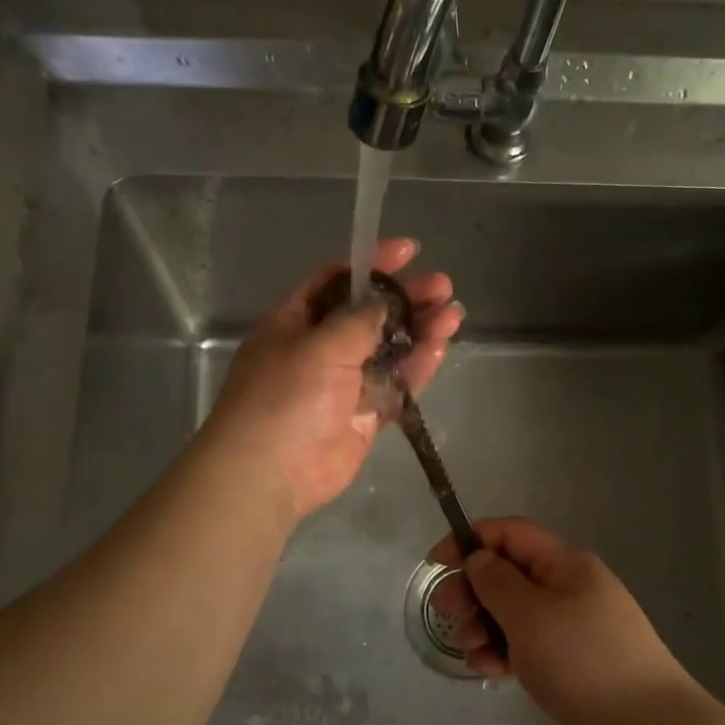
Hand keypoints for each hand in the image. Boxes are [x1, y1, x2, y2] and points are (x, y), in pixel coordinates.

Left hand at [204, 238, 463, 519]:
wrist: (271, 473)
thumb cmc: (285, 397)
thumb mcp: (319, 345)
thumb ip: (357, 320)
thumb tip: (384, 303)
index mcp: (295, 322)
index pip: (335, 279)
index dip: (371, 262)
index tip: (410, 251)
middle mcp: (319, 348)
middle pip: (369, 314)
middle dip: (406, 298)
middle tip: (443, 287)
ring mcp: (343, 384)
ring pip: (388, 349)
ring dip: (420, 330)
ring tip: (454, 314)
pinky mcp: (364, 415)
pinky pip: (395, 385)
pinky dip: (417, 367)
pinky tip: (440, 347)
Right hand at [429, 518, 694, 724]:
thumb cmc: (581, 657)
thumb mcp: (528, 613)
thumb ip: (496, 581)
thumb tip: (478, 558)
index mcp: (565, 564)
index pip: (510, 534)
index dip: (470, 540)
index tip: (437, 563)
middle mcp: (569, 587)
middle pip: (509, 574)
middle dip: (474, 589)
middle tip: (447, 611)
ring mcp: (571, 626)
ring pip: (514, 612)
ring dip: (485, 625)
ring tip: (473, 650)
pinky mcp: (570, 661)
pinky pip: (527, 645)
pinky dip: (504, 652)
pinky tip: (489, 671)